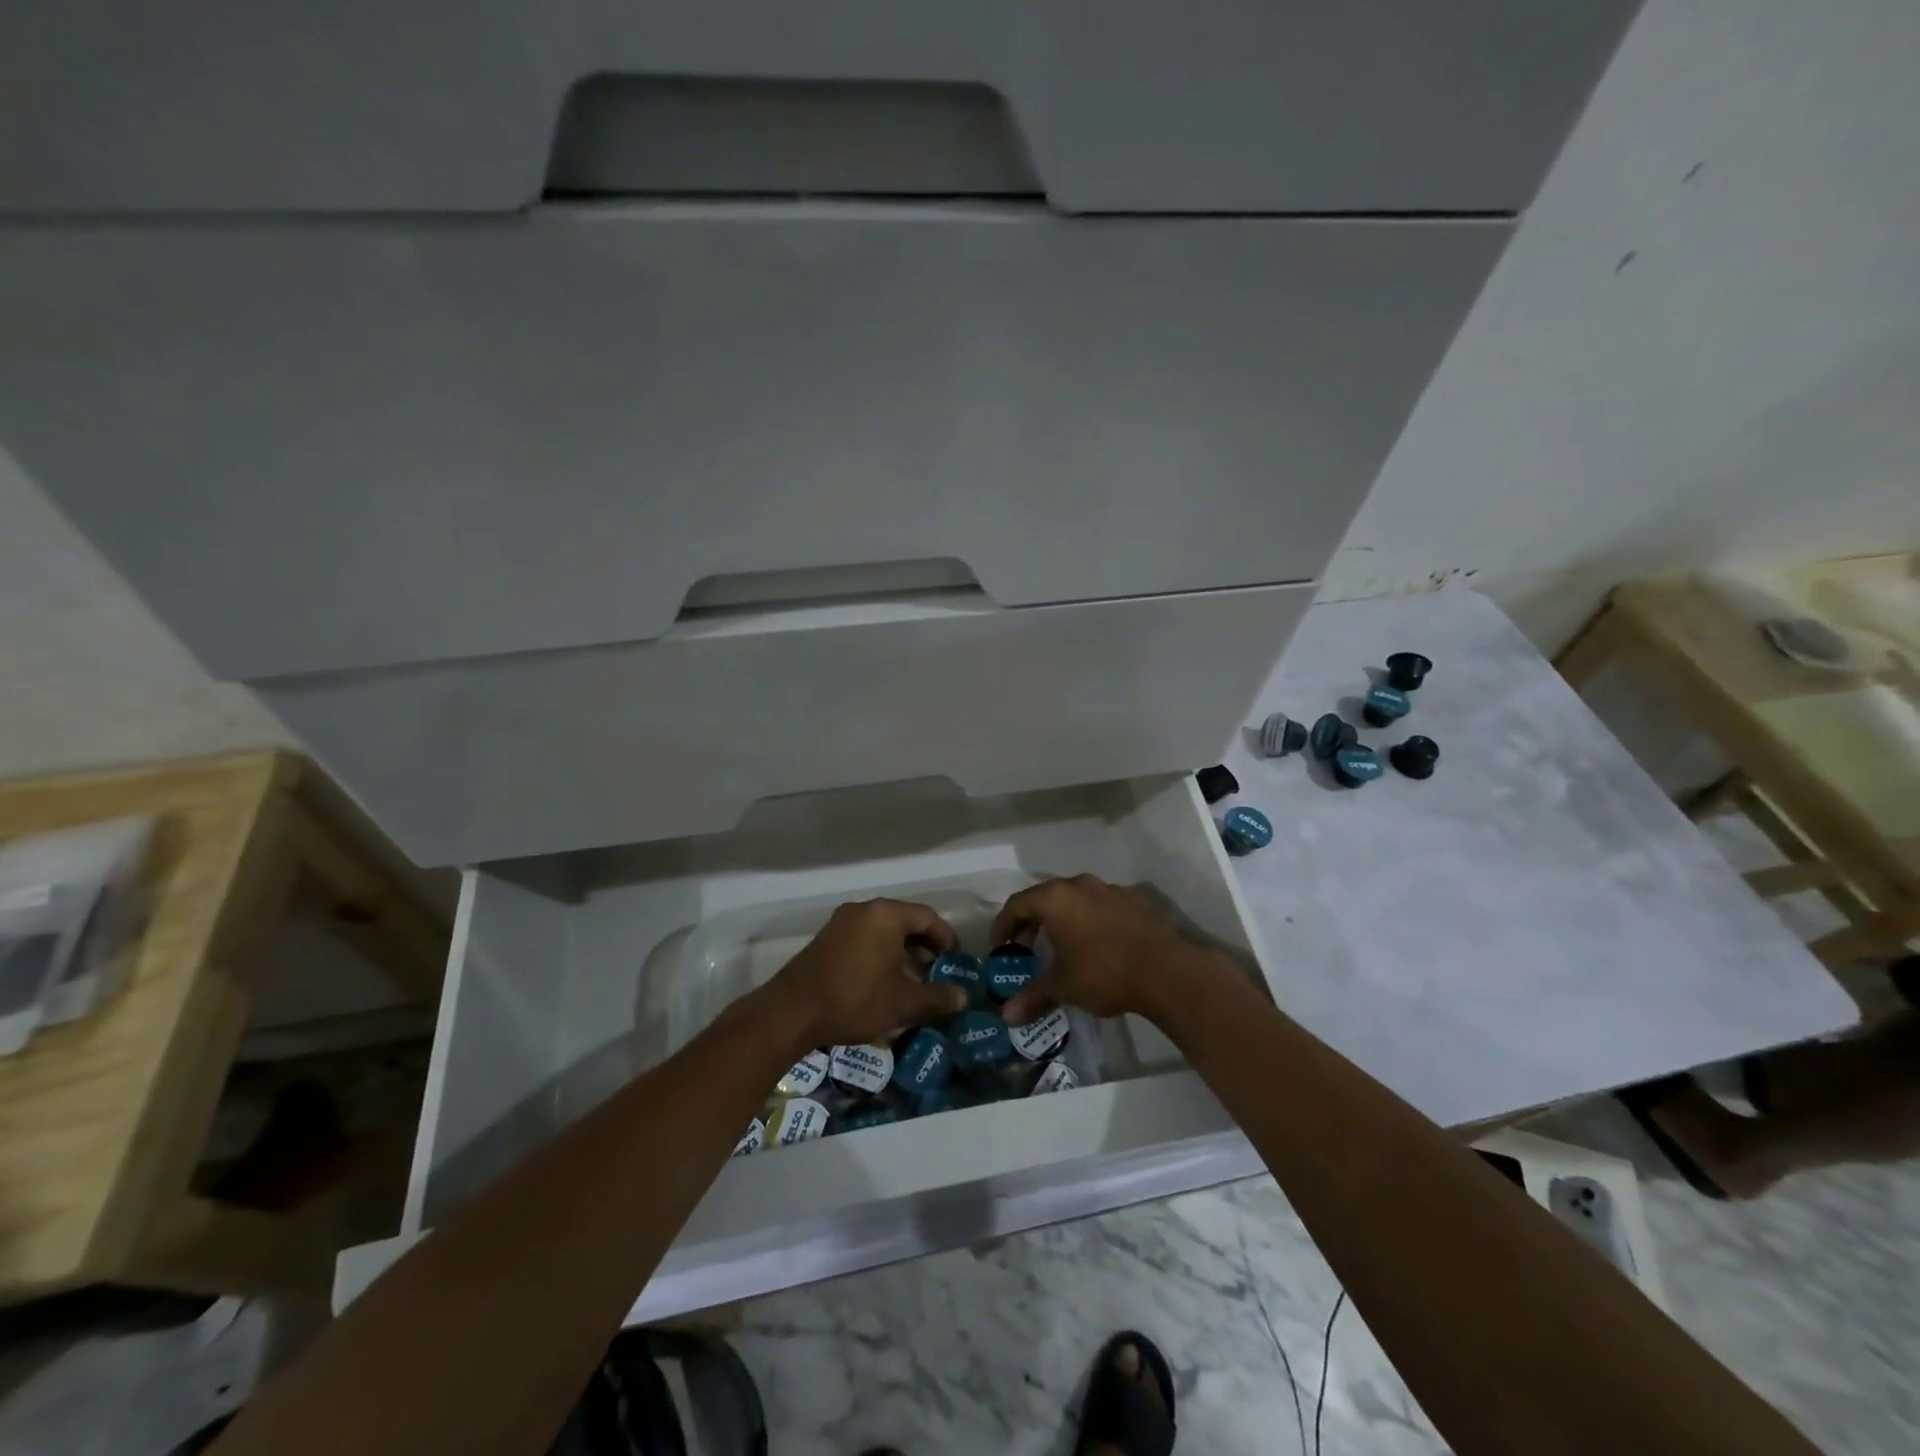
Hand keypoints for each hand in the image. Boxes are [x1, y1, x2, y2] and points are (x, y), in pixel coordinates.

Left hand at [765, 899, 969, 1048]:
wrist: (792, 1012)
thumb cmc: (855, 998)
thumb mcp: (903, 1002)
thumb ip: (937, 997)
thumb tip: (963, 998)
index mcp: (886, 915)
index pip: (927, 917)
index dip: (946, 938)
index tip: (955, 960)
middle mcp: (864, 910)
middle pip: (904, 921)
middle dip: (924, 946)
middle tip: (937, 971)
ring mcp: (841, 922)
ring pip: (883, 931)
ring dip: (902, 952)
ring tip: (913, 981)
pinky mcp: (826, 939)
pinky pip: (864, 938)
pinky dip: (880, 954)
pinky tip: (884, 982)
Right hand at [995, 875, 1217, 1025]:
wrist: (1166, 971)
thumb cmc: (1104, 973)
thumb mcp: (1063, 987)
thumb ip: (1033, 997)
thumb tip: (1007, 1017)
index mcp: (1056, 898)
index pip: (1018, 903)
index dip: (1004, 924)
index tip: (1000, 945)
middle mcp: (1081, 885)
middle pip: (1047, 897)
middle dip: (1033, 921)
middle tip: (1027, 946)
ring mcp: (1112, 889)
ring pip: (1077, 899)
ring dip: (1064, 919)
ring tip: (1063, 946)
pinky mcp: (1137, 900)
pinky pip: (1103, 906)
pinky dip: (1092, 920)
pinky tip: (1099, 945)